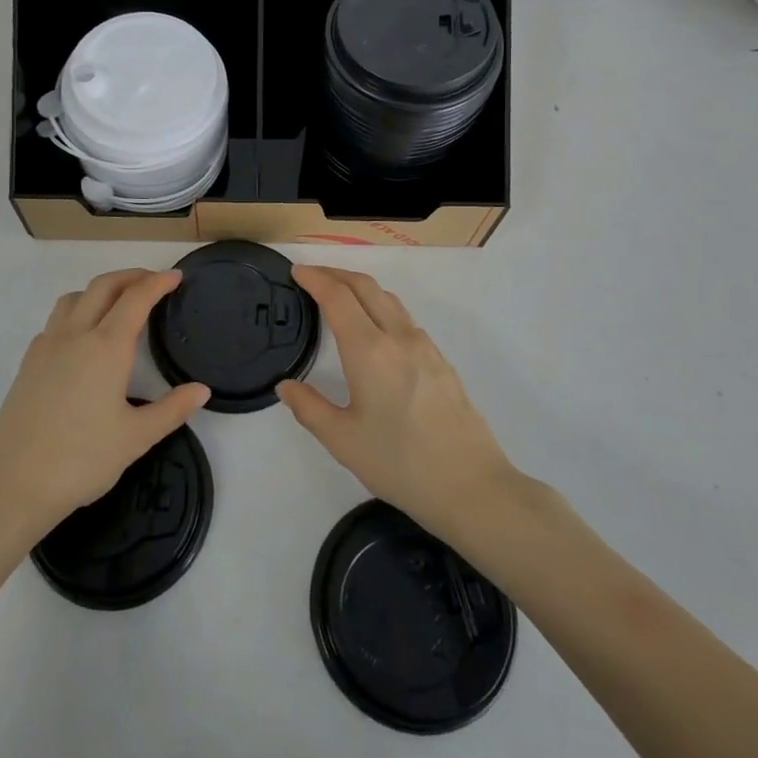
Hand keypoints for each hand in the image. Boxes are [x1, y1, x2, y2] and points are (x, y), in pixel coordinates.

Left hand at [0, 269, 209, 543]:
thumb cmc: (81, 460)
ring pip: (74, 298)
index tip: (176, 276)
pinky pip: (55, 321)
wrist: (12, 485)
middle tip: (153, 281)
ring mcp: (46, 347)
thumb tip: (201, 390)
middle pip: (103, 286)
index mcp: (106, 347)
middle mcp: (75, 335)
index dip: (158, 282)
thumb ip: (172, 410)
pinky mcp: (27, 364)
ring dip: (100, 290)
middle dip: (131, 276)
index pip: (136, 298)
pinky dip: (76, 312)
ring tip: (118, 304)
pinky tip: (82, 339)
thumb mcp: (136, 438)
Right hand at [277, 266, 518, 541]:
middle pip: (365, 286)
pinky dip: (380, 307)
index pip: (338, 297)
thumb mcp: (343, 441)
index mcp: (369, 351)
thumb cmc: (400, 464)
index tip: (296, 271)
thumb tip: (286, 386)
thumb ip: (309, 408)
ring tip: (339, 296)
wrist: (472, 486)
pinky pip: (404, 319)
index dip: (315, 279)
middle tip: (312, 276)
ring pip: (388, 299)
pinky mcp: (441, 361)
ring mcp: (425, 347)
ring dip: (360, 288)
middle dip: (336, 273)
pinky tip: (374, 330)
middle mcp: (398, 337)